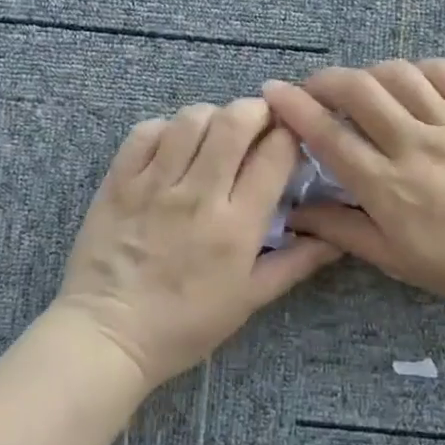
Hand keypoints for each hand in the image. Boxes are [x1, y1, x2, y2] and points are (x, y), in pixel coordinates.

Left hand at [53, 99, 341, 389]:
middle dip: (257, 109)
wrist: (108, 336)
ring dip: (212, 116)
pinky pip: (145, 132)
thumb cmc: (185, 325)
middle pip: (235, 121)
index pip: (275, 154)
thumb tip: (336, 238)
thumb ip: (295, 263)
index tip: (291, 137)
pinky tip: (173, 145)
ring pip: (191, 119)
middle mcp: (198, 196)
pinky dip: (166, 128)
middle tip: (260, 120)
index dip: (290, 134)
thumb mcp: (249, 300)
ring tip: (216, 132)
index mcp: (237, 226)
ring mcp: (154, 185)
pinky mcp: (119, 182)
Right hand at [262, 61, 444, 316]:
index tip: (272, 90)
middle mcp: (415, 145)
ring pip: (398, 74)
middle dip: (325, 79)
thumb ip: (342, 230)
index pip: (329, 135)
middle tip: (313, 87)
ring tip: (362, 87)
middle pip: (358, 91)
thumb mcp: (395, 260)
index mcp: (388, 187)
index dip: (294, 108)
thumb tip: (295, 212)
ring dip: (369, 73)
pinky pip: (444, 72)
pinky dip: (417, 68)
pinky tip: (409, 82)